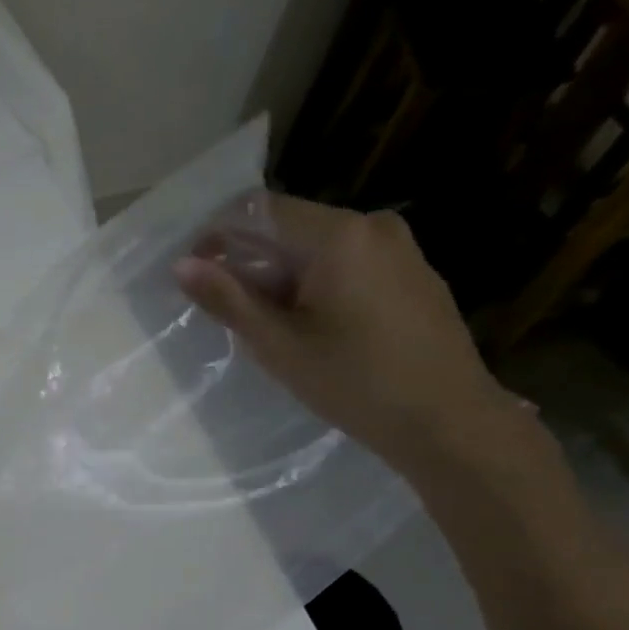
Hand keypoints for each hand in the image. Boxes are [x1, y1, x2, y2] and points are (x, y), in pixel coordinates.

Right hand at [175, 198, 520, 479]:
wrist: (447, 420)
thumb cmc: (354, 383)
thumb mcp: (279, 346)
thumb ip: (228, 300)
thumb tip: (182, 265)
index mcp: (338, 235)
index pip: (259, 209)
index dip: (217, 235)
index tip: (195, 273)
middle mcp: (372, 224)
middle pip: (291, 227)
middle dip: (251, 262)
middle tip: (230, 314)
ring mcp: (400, 247)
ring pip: (320, 248)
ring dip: (283, 277)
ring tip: (271, 329)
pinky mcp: (414, 273)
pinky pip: (350, 264)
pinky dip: (318, 285)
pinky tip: (315, 329)